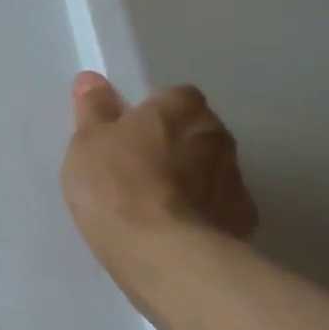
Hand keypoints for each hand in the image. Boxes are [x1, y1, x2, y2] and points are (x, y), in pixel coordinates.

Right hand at [59, 72, 256, 273]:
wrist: (160, 250)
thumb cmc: (115, 184)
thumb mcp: (87, 142)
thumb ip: (93, 109)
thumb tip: (92, 79)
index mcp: (181, 109)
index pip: (173, 97)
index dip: (150, 114)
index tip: (126, 134)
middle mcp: (216, 135)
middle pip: (194, 131)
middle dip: (173, 144)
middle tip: (135, 168)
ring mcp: (235, 177)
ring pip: (209, 169)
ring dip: (188, 178)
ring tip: (152, 204)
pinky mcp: (241, 217)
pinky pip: (217, 205)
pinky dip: (200, 211)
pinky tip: (173, 228)